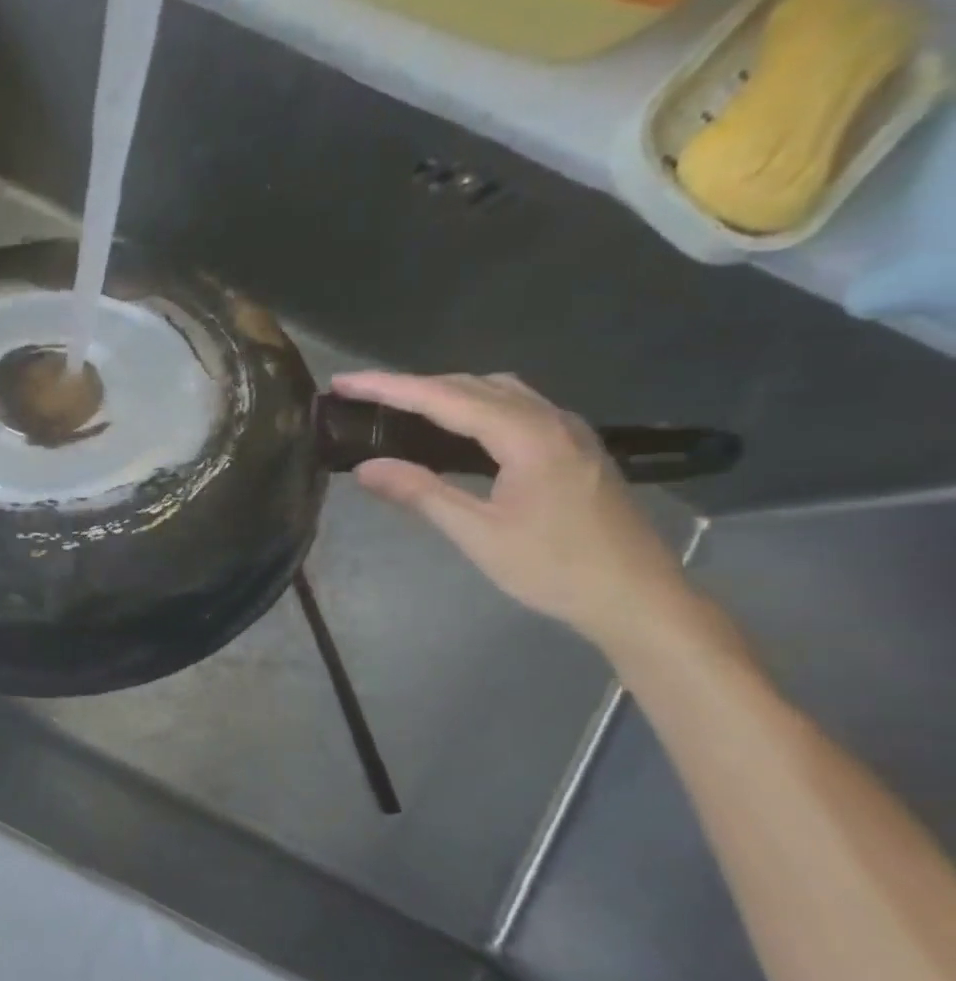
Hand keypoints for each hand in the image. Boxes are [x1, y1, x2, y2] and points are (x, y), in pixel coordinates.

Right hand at [330, 371, 696, 651]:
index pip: (445, 398)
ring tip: (399, 407)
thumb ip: (421, 494)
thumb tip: (365, 468)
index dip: (389, 388)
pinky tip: (454, 428)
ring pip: (497, 392)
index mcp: (527, 437)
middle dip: (412, 385)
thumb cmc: (555, 569)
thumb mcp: (479, 534)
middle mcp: (551, 420)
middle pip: (471, 385)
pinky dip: (473, 406)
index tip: (344, 382)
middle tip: (361, 395)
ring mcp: (568, 431)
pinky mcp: (573, 447)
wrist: (637, 598)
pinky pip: (515, 407)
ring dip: (444, 392)